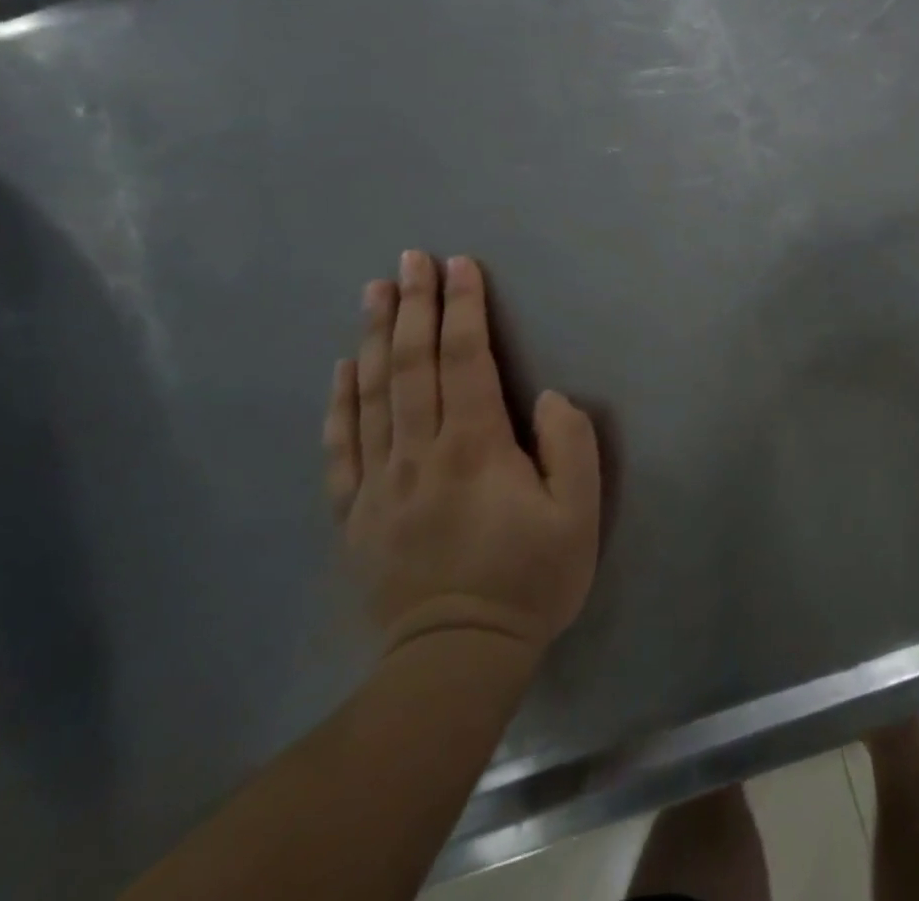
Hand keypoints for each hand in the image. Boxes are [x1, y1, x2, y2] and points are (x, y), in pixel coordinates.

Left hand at [325, 251, 599, 660]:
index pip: (467, 359)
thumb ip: (570, 444)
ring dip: (373, 336)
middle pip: (412, 364)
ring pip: (372, 394)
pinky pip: (342, 445)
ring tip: (375, 290)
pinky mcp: (355, 513)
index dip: (463, 307)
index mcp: (476, 446)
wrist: (456, 658)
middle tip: (411, 258)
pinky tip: (341, 368)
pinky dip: (340, 401)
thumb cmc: (530, 578)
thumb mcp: (578, 513)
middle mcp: (421, 451)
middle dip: (414, 305)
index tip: (460, 264)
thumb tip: (545, 398)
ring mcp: (380, 482)